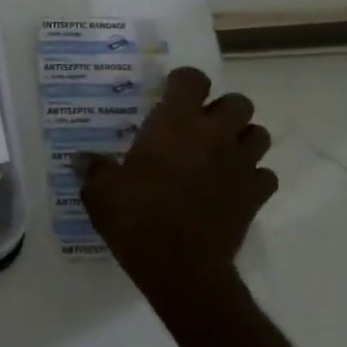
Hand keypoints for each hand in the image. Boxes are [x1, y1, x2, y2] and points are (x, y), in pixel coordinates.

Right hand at [79, 66, 277, 306]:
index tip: (168, 94)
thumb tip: (81, 159)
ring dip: (241, 138)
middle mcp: (214, 135)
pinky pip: (265, 174)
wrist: (181, 267)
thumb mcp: (100, 192)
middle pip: (239, 102)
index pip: (192, 79)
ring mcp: (241, 165)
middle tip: (198, 126)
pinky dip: (251, 176)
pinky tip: (231, 186)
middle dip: (222, 109)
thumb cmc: (135, 218)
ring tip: (218, 153)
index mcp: (175, 124)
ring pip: (259, 134)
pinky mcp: (256, 195)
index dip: (182, 82)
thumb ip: (93, 169)